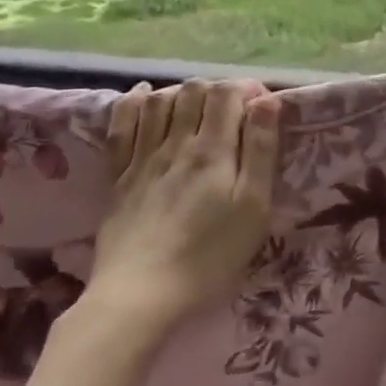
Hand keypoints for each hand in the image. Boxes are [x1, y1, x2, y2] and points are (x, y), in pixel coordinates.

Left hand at [65, 78, 282, 341]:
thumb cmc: (210, 257)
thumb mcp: (253, 208)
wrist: (141, 295)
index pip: (228, 93)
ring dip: (180, 93)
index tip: (262, 108)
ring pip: (158, 101)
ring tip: (195, 107)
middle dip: (217, 91)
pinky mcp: (117, 177)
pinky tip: (144, 95)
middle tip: (232, 112)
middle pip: (193, 91)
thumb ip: (261, 151)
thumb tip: (267, 101)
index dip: (247, 90)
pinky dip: (134, 102)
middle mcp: (175, 143)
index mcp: (213, 150)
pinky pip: (122, 125)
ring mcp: (142, 158)